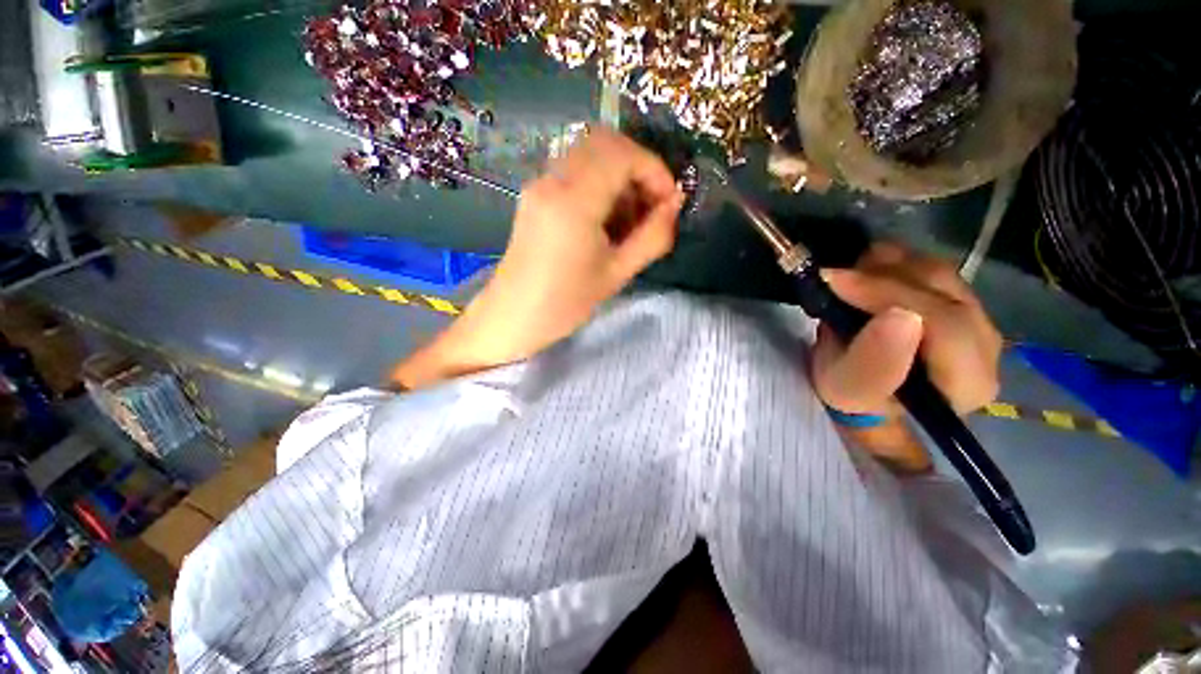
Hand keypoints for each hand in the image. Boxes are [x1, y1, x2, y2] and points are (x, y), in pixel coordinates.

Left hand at [392, 130, 683, 388]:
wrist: (514, 316)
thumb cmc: (566, 302)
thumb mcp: (617, 273)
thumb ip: (653, 236)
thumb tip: (675, 204)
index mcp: (574, 201)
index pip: (623, 154)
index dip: (655, 170)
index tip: (668, 202)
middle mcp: (553, 180)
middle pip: (605, 142)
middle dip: (638, 168)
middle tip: (650, 206)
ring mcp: (540, 183)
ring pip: (590, 154)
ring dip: (619, 175)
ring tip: (629, 219)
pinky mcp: (535, 194)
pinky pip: (574, 170)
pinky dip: (599, 182)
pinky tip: (605, 220)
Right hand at [811, 243, 1001, 469]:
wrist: (863, 387)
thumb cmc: (853, 396)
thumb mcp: (849, 391)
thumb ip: (873, 364)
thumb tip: (899, 316)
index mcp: (967, 381)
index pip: (945, 323)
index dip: (889, 295)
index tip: (835, 281)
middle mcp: (987, 347)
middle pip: (945, 291)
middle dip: (883, 278)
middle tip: (835, 277)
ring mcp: (978, 318)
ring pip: (939, 273)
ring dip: (886, 267)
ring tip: (847, 276)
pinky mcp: (961, 301)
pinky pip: (931, 269)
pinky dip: (894, 264)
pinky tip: (866, 273)